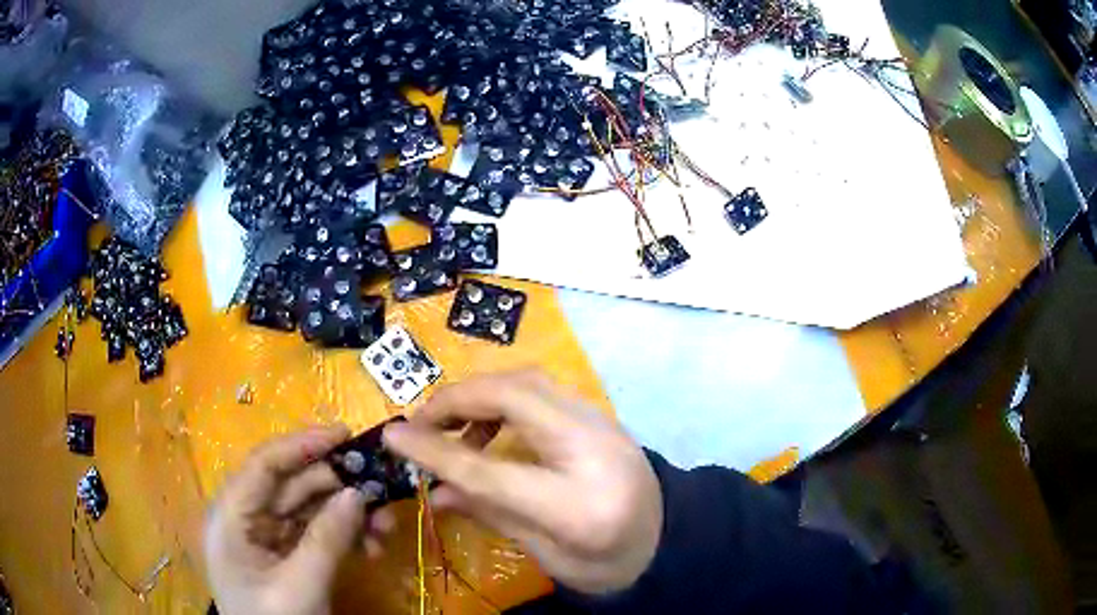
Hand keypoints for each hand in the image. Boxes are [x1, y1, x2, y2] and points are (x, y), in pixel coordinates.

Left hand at [204, 426, 395, 614]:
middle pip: (290, 485)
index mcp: (230, 516)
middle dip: (337, 486)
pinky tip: (372, 547)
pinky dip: (344, 536)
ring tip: (386, 524)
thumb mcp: (301, 586)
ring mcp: (265, 537)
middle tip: (380, 484)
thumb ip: (327, 539)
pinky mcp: (284, 554)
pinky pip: (315, 533)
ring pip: (308, 508)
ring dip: (347, 513)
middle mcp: (244, 517)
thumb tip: (358, 493)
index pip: (263, 465)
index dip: (302, 444)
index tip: (345, 434)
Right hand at [383, 370, 662, 594]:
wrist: (670, 539)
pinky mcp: (599, 414)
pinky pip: (542, 389)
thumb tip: (432, 490)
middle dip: (456, 401)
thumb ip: (488, 513)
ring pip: (528, 380)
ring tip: (453, 430)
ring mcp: (603, 423)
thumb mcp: (546, 554)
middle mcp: (594, 448)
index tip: (392, 436)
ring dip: (479, 395)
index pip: (491, 469)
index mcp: (579, 505)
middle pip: (514, 397)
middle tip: (421, 424)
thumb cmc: (608, 563)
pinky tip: (490, 429)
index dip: (435, 451)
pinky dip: (503, 397)